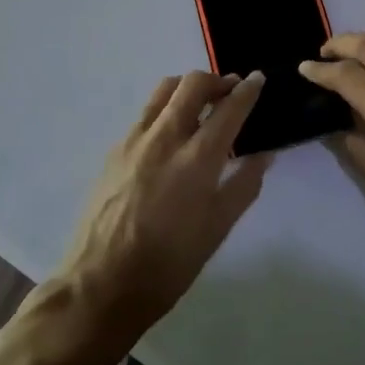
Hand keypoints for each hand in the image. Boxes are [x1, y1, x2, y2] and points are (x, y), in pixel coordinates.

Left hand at [52, 70, 270, 344]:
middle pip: (193, 84)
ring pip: (164, 90)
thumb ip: (243, 186)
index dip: (248, 90)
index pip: (229, 108)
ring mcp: (135, 140)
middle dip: (217, 80)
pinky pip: (145, 113)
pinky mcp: (114, 150)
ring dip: (188, 88)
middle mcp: (166, 137)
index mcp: (197, 158)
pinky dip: (165, 108)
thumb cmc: (168, 265)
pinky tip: (170, 134)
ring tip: (201, 103)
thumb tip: (264, 155)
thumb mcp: (216, 230)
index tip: (259, 78)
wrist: (100, 286)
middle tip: (231, 91)